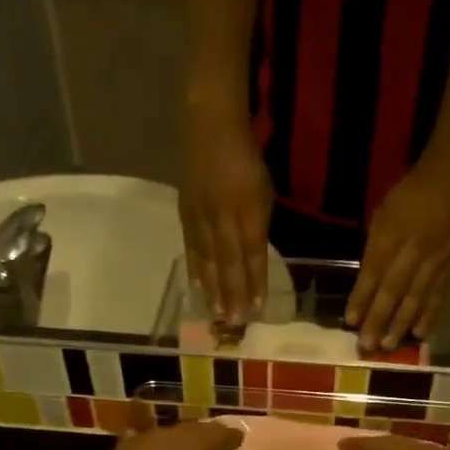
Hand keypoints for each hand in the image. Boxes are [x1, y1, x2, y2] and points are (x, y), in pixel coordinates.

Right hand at [180, 104, 272, 324]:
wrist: (210, 127)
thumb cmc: (246, 160)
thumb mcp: (263, 193)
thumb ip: (258, 227)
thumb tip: (254, 260)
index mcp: (249, 210)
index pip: (253, 253)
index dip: (255, 282)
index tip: (256, 308)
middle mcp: (224, 216)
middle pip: (229, 262)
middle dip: (232, 294)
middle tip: (234, 322)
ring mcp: (202, 215)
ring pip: (209, 258)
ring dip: (213, 289)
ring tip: (215, 313)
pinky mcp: (186, 213)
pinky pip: (192, 246)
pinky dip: (196, 269)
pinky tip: (198, 287)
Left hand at [346, 163, 449, 351]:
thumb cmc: (410, 193)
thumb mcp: (384, 212)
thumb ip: (376, 247)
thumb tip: (367, 282)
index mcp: (392, 232)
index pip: (373, 271)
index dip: (361, 297)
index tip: (350, 321)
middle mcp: (414, 249)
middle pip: (394, 290)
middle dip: (379, 319)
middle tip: (367, 345)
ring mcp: (436, 259)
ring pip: (417, 297)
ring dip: (401, 324)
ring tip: (388, 346)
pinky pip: (439, 294)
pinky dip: (429, 315)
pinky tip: (420, 334)